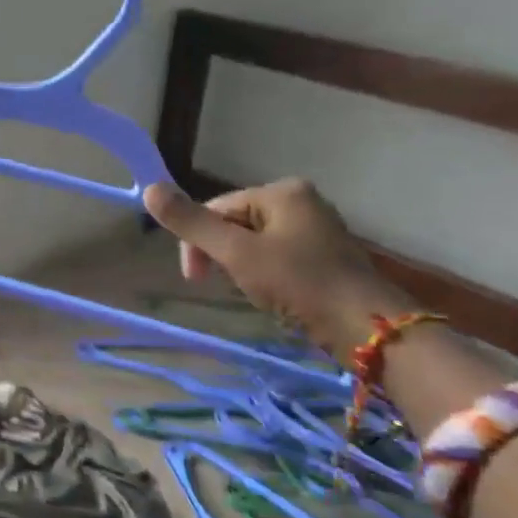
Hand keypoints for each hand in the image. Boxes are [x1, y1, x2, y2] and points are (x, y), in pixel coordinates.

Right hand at [141, 177, 415, 360]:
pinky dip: (265, 275)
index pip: (216, 208)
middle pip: (234, 224)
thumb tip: (150, 188)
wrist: (368, 329)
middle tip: (227, 286)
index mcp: (281, 192)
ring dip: (242, 268)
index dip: (197, 242)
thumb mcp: (237, 253)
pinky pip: (277, 256)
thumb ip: (192, 223)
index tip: (196, 279)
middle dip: (222, 256)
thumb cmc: (299, 284)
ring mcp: (316, 228)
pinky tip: (275, 296)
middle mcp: (301, 200)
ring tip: (254, 293)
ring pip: (254, 242)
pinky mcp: (325, 255)